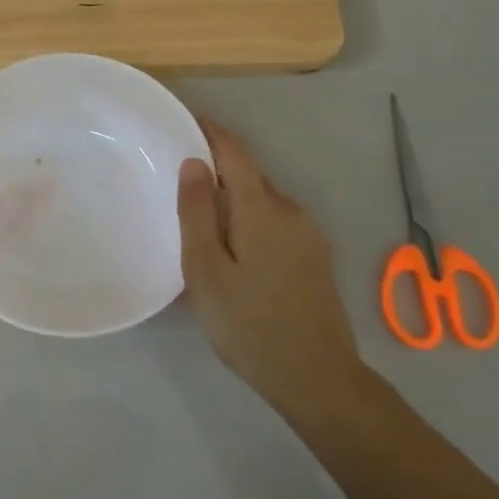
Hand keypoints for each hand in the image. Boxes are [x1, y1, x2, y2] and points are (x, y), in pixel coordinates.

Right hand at [178, 118, 375, 417]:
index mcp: (262, 210)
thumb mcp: (207, 271)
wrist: (317, 379)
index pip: (235, 154)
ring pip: (263, 203)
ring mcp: (309, 236)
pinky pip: (276, 225)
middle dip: (218, 171)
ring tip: (201, 226)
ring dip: (234, 202)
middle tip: (180, 185)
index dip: (212, 132)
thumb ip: (198, 213)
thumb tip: (195, 163)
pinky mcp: (315, 259)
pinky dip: (250, 223)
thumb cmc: (249, 325)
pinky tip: (234, 254)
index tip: (187, 120)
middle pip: (250, 177)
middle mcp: (291, 212)